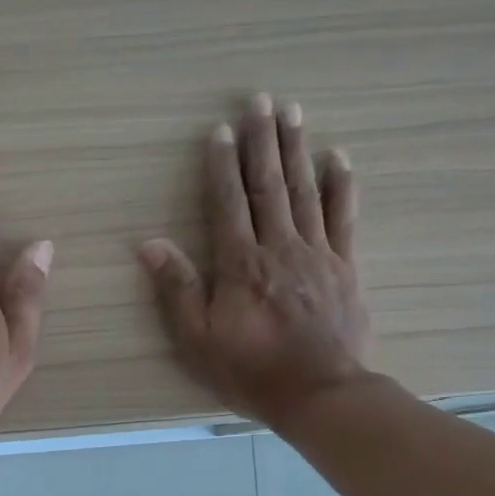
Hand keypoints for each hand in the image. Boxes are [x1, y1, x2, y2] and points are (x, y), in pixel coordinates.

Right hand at [139, 94, 368, 429]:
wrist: (320, 395)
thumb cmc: (251, 372)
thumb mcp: (198, 340)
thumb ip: (177, 289)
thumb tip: (149, 244)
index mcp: (241, 264)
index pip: (228, 202)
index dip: (222, 164)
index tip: (220, 129)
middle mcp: (279, 248)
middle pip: (269, 185)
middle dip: (262, 141)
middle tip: (260, 100)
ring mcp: (317, 254)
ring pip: (305, 191)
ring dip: (296, 149)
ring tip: (292, 112)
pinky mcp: (345, 268)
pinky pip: (343, 217)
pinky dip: (340, 185)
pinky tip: (337, 157)